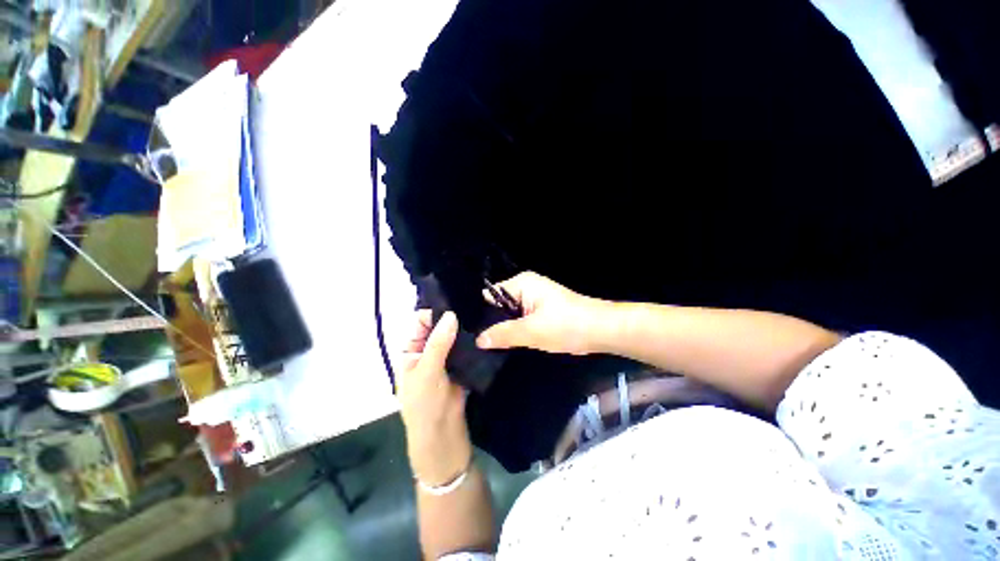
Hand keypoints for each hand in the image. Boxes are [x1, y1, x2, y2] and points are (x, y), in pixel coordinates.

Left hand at [398, 311, 472, 485]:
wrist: (443, 438)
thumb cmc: (424, 406)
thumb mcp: (426, 372)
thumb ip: (438, 343)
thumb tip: (451, 315)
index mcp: (412, 350)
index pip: (422, 322)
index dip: (435, 311)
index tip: (455, 299)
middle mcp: (428, 350)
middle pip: (440, 327)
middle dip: (453, 317)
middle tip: (474, 303)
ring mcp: (446, 357)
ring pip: (455, 336)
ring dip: (465, 328)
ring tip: (483, 313)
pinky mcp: (462, 365)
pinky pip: (467, 348)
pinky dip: (474, 340)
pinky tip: (486, 330)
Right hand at [477, 271, 608, 354]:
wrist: (601, 330)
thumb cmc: (567, 325)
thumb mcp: (532, 331)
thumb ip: (503, 334)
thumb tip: (478, 340)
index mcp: (523, 283)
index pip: (492, 294)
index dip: (483, 312)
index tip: (473, 331)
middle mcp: (527, 287)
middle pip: (501, 305)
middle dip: (494, 322)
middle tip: (483, 343)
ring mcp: (535, 299)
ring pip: (512, 315)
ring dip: (506, 328)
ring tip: (493, 346)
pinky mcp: (543, 311)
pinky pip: (523, 320)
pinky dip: (518, 330)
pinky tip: (511, 344)